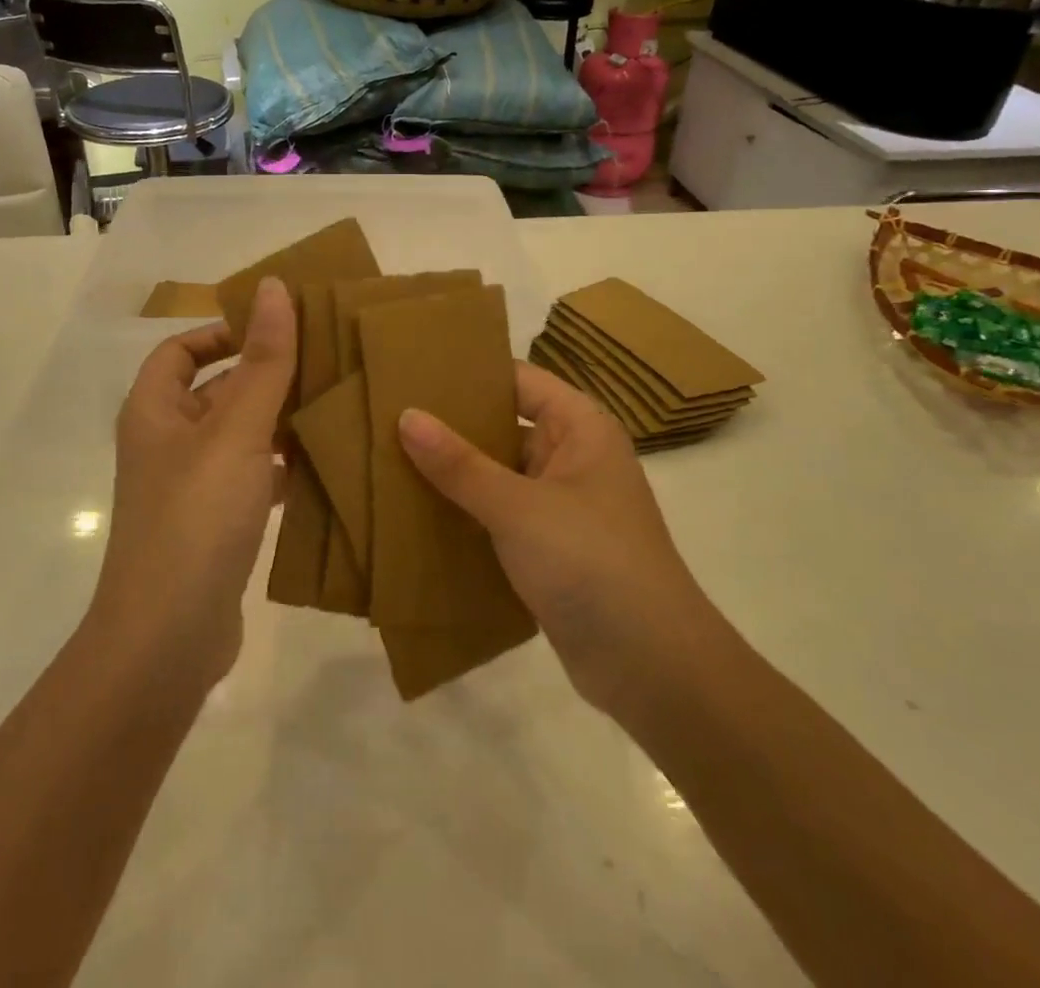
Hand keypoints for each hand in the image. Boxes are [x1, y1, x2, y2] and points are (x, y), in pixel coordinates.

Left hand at [94, 278, 297, 692]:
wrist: (167, 640)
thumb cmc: (195, 518)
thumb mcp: (235, 431)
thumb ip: (262, 361)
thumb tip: (275, 287)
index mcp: (154, 412)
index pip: (181, 350)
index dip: (223, 331)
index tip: (277, 328)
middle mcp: (167, 444)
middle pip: (217, 390)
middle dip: (265, 375)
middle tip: (326, 360)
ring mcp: (192, 487)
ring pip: (241, 436)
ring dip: (280, 420)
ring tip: (337, 403)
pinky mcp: (217, 525)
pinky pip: (254, 478)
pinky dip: (283, 467)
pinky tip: (326, 463)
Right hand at [398, 362, 705, 726]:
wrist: (652, 668)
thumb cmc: (592, 563)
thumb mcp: (518, 507)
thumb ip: (460, 464)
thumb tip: (407, 416)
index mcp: (580, 428)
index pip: (518, 380)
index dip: (469, 373)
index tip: (412, 371)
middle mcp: (572, 457)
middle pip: (503, 426)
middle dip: (451, 426)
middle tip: (386, 416)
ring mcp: (561, 505)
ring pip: (497, 474)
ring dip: (453, 474)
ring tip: (388, 459)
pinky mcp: (549, 549)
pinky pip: (499, 516)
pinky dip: (465, 513)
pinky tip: (416, 513)